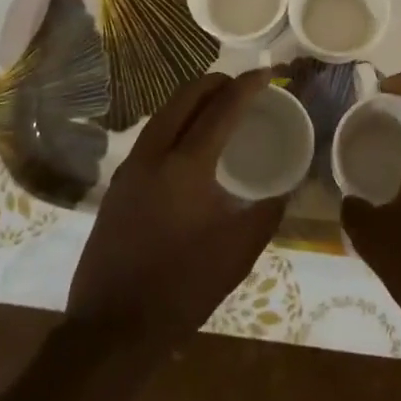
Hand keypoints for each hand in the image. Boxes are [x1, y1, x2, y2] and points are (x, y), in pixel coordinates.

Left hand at [66, 70, 286, 353]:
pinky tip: (188, 139)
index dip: (246, 87)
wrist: (115, 326)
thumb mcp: (239, 252)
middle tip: (240, 83)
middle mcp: (154, 154)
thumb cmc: (184, 287)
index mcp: (186, 166)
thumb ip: (267, 212)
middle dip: (214, 83)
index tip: (267, 73)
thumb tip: (285, 188)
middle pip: (184, 99)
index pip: (221, 110)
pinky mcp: (119, 185)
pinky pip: (151, 135)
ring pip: (163, 114)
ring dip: (191, 100)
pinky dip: (175, 121)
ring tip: (217, 102)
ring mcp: (131, 168)